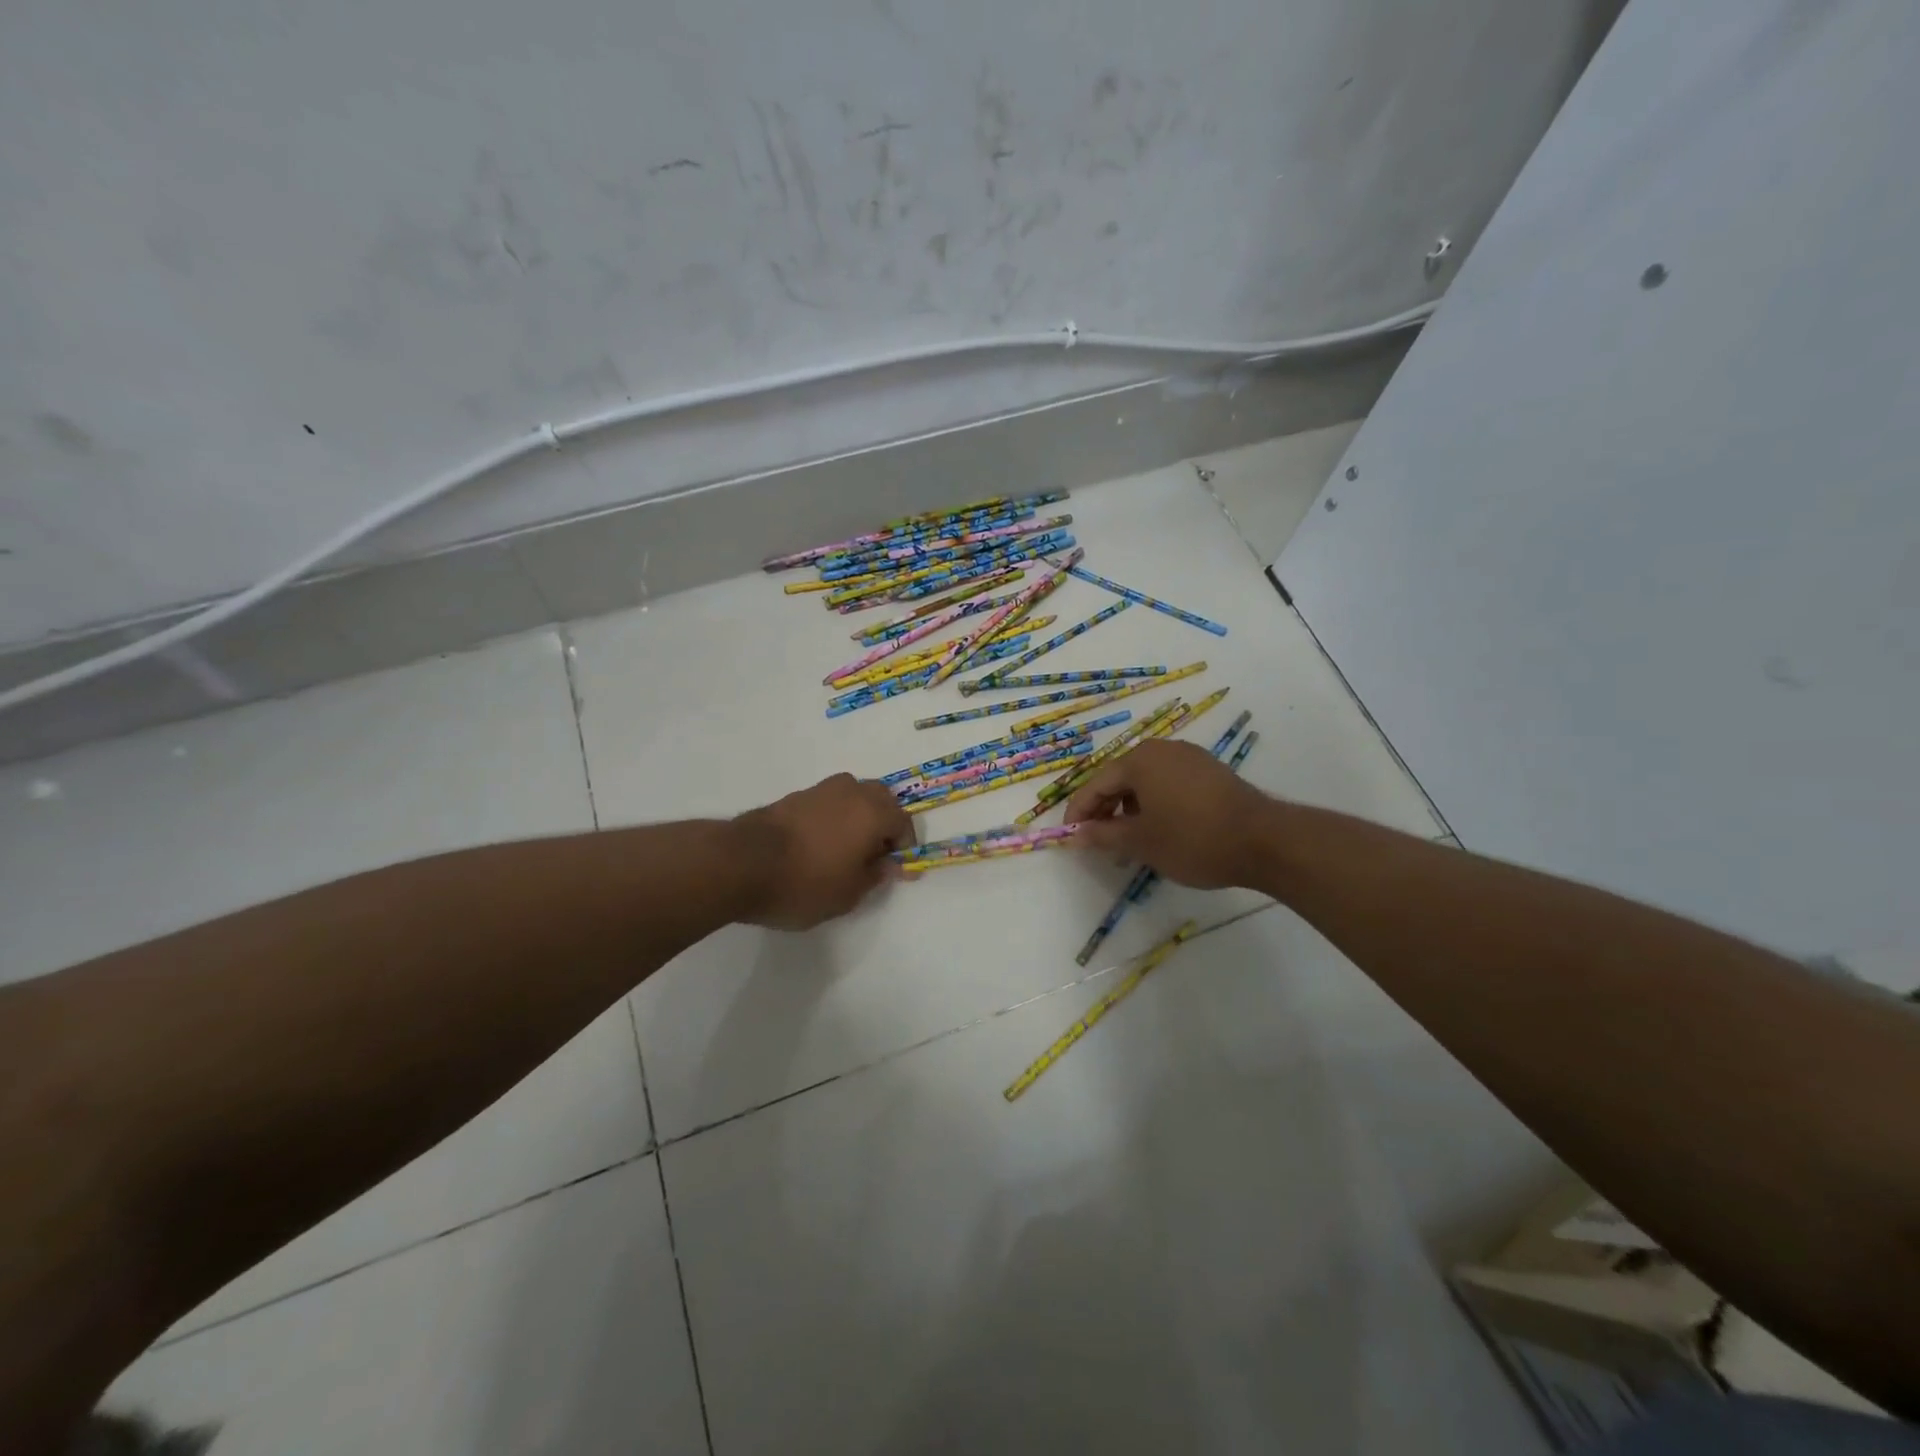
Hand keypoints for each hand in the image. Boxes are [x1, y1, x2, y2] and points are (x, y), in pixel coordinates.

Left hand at [733, 774, 915, 929]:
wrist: (740, 863)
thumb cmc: (804, 883)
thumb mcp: (848, 894)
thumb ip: (874, 876)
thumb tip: (887, 864)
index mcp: (873, 812)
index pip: (903, 822)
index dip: (905, 847)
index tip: (898, 870)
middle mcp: (851, 792)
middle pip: (880, 799)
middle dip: (884, 823)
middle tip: (876, 854)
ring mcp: (819, 790)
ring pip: (852, 796)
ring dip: (858, 817)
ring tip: (847, 849)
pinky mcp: (793, 797)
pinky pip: (827, 803)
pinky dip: (833, 818)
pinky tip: (820, 844)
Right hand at [1062, 739, 1271, 888]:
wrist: (1264, 841)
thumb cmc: (1193, 839)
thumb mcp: (1141, 842)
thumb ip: (1103, 835)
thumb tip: (1075, 834)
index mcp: (1139, 760)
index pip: (1096, 784)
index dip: (1079, 812)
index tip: (1069, 837)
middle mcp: (1162, 750)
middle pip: (1120, 780)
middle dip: (1106, 812)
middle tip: (1099, 843)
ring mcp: (1189, 758)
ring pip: (1145, 783)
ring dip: (1130, 811)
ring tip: (1129, 844)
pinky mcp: (1210, 772)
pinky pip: (1169, 784)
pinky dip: (1155, 805)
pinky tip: (1160, 831)